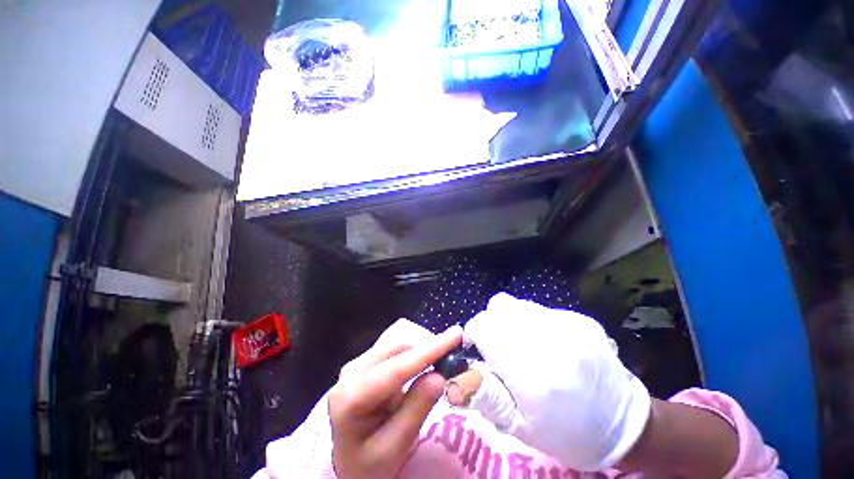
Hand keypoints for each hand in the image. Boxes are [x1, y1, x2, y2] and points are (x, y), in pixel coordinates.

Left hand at [329, 320, 461, 478]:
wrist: (346, 465)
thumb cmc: (369, 464)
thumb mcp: (394, 447)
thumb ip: (416, 409)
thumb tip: (440, 375)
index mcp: (351, 397)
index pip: (398, 367)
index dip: (430, 350)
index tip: (456, 335)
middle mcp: (351, 372)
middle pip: (397, 350)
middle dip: (428, 348)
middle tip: (455, 352)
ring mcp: (357, 365)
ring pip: (396, 347)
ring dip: (422, 350)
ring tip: (444, 357)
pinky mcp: (365, 365)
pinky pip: (394, 352)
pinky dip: (413, 355)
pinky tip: (426, 361)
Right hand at [463, 293, 650, 470]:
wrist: (625, 424)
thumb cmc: (567, 432)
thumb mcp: (519, 426)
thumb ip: (484, 395)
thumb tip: (455, 376)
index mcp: (531, 371)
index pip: (483, 326)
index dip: (475, 335)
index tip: (480, 350)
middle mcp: (548, 338)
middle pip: (498, 308)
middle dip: (491, 325)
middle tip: (502, 351)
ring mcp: (568, 324)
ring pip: (517, 304)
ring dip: (510, 321)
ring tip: (524, 347)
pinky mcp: (579, 318)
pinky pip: (539, 309)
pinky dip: (532, 322)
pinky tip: (548, 345)